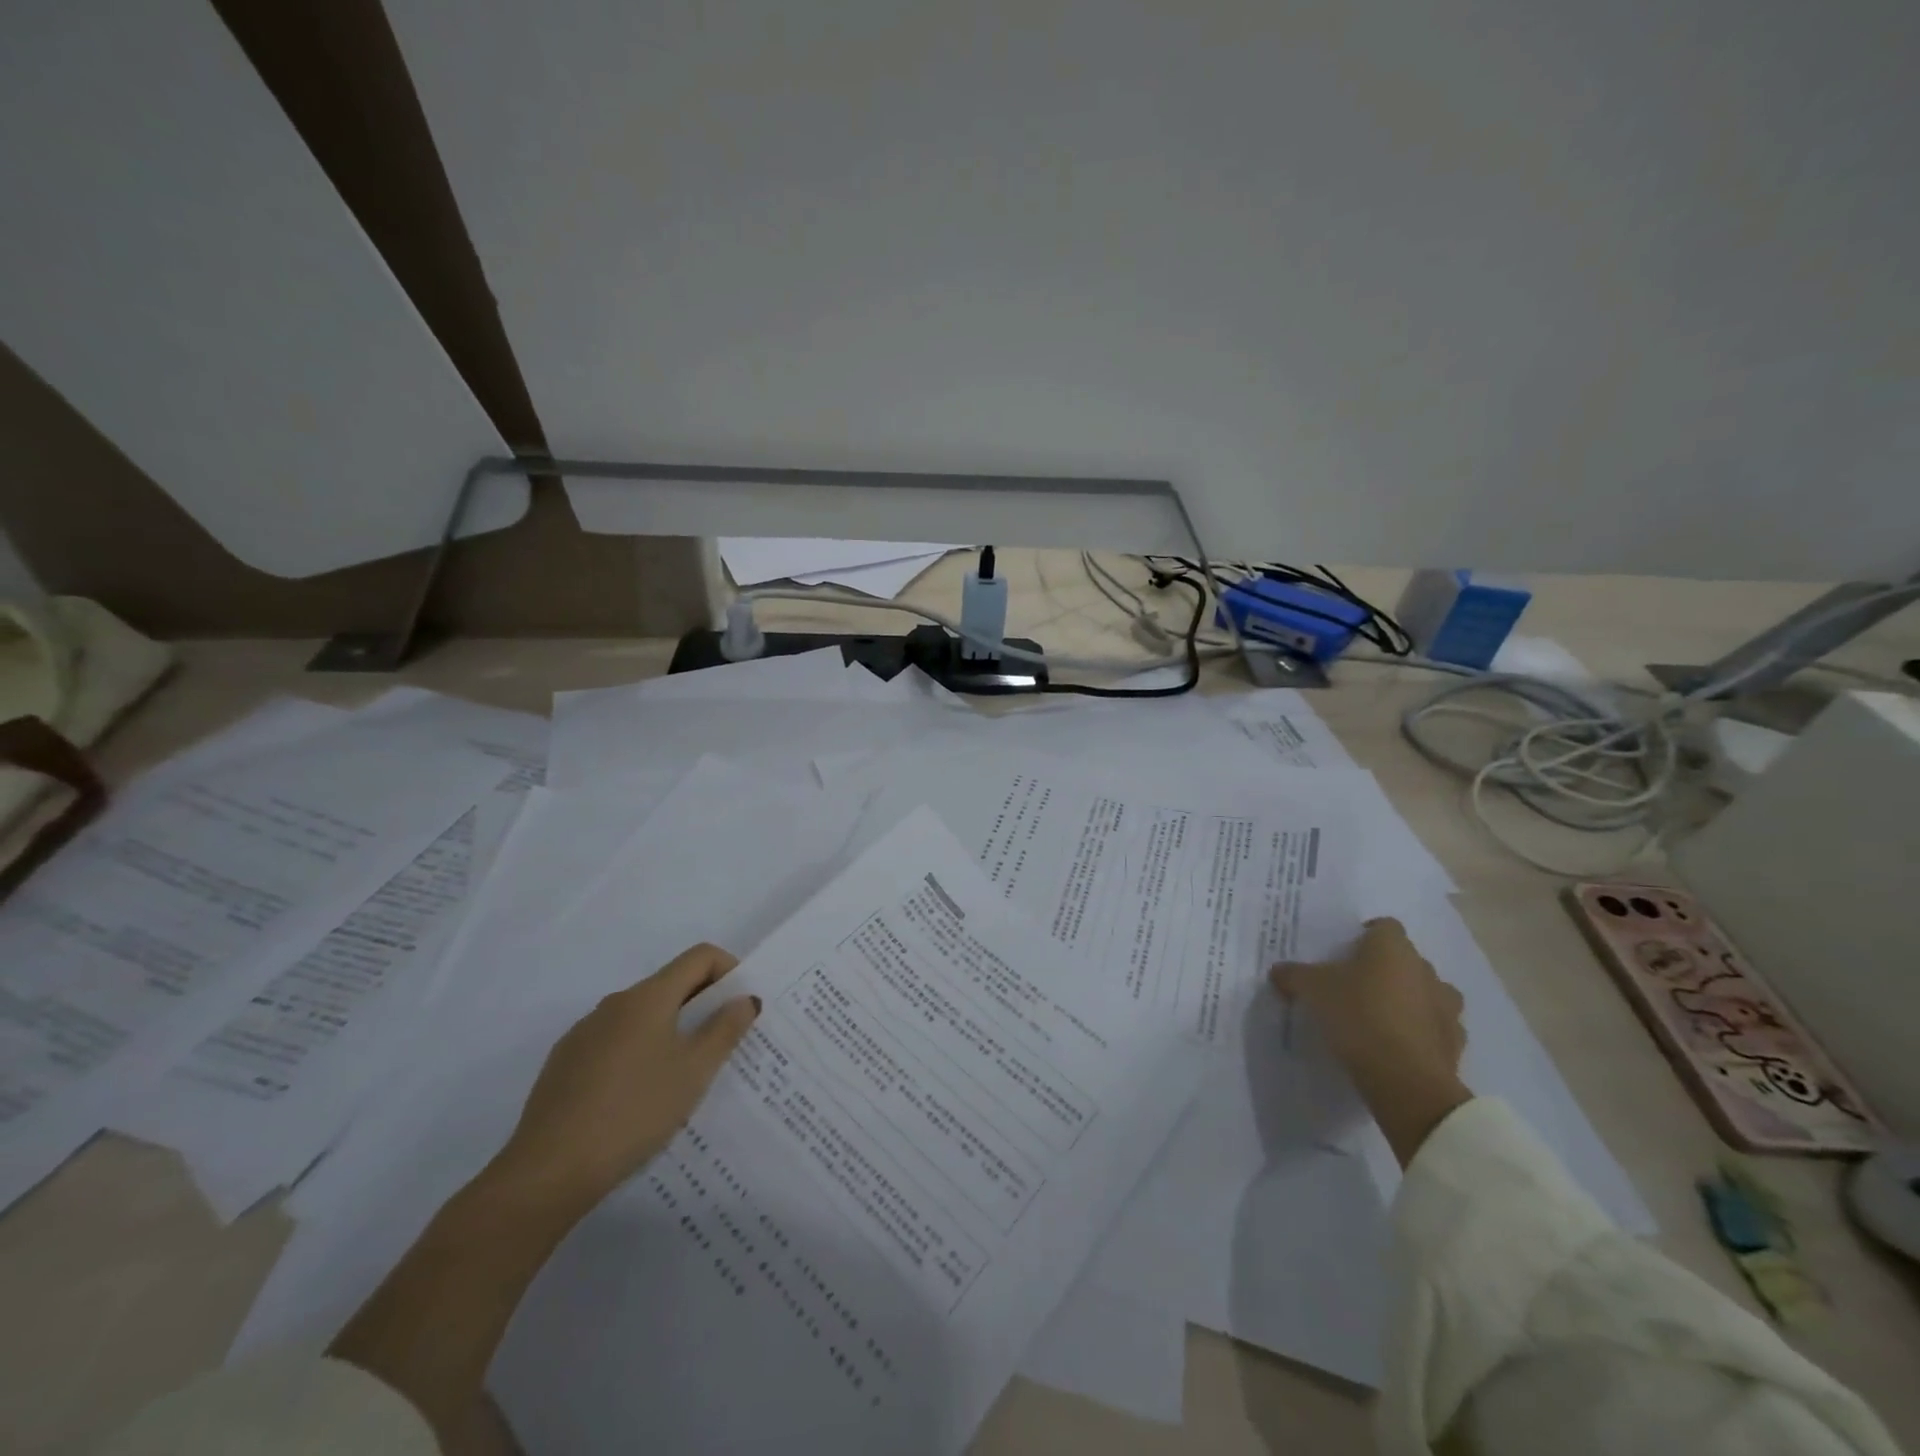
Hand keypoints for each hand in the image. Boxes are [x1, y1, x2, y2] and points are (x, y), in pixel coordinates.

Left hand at [490, 944, 760, 1214]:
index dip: (728, 970)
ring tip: (682, 1077)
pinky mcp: (564, 1062)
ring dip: (670, 1030)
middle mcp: (615, 1003)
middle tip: (722, 1044)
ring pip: (641, 1016)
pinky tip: (638, 1097)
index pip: (699, 956)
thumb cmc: (634, 1111)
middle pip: (670, 984)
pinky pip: (614, 1041)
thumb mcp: (694, 1072)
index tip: (740, 1006)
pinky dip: (638, 1052)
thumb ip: (725, 1029)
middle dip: (702, 1005)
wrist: (548, 1170)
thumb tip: (745, 998)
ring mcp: (584, 1032)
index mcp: (648, 997)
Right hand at [1271, 918, 1471, 1167]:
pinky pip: (1435, 1027)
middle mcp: (1425, 969)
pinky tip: (1398, 1045)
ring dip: (1409, 999)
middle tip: (1356, 986)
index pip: (1384, 926)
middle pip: (1405, 959)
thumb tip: (1278, 971)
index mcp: (1393, 948)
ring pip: (1426, 992)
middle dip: (1385, 969)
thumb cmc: (1358, 1016)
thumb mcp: (1312, 990)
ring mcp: (1446, 1006)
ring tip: (1380, 1017)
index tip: (1346, 952)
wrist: (1406, 1079)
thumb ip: (1294, 975)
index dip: (1366, 935)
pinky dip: (1420, 1031)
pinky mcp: (1455, 1042)